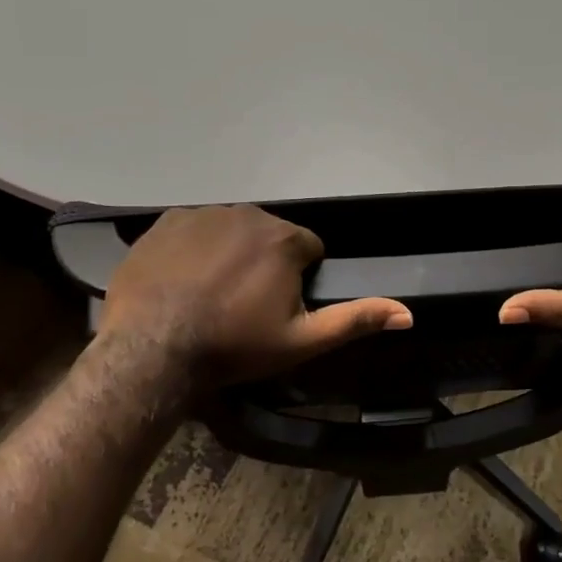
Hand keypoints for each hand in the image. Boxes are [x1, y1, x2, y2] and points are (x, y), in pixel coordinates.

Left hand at [100, 205, 411, 387]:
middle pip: (270, 236)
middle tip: (243, 305)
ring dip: (230, 253)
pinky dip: (194, 248)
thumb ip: (355, 319)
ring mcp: (204, 213)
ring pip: (232, 230)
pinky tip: (182, 279)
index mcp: (285, 239)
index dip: (298, 279)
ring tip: (210, 293)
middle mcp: (249, 214)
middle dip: (265, 263)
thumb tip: (408, 313)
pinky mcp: (167, 220)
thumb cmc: (234, 346)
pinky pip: (194, 228)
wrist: (152, 347)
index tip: (276, 308)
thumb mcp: (302, 341)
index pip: (308, 249)